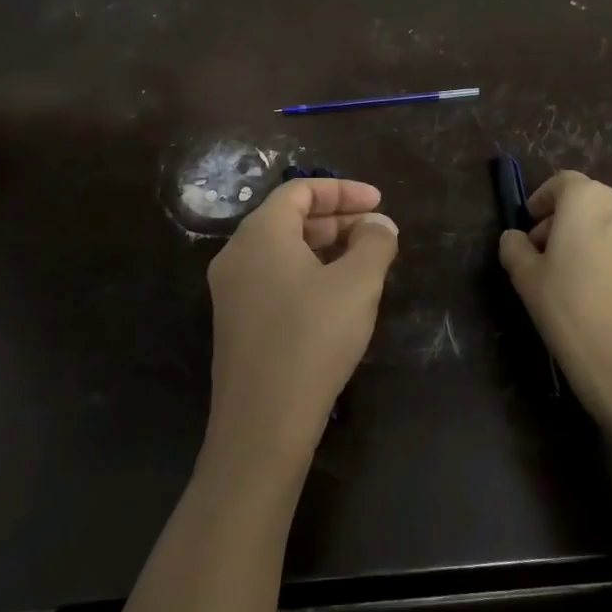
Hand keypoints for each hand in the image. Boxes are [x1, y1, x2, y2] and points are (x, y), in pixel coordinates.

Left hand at [204, 177, 399, 478]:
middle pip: (288, 219)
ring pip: (282, 252)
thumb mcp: (357, 283)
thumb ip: (374, 243)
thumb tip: (378, 225)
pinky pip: (274, 280)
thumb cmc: (313, 337)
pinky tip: (337, 298)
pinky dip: (308, 274)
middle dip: (337, 220)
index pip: (299, 190)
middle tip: (376, 234)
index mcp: (260, 233)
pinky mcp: (237, 324)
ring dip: (324, 249)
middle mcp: (237, 255)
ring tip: (364, 263)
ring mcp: (232, 291)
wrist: (264, 420)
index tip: (379, 202)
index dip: (343, 190)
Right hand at [498, 170, 611, 425]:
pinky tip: (594, 290)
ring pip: (608, 224)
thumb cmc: (570, 308)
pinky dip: (607, 255)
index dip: (541, 202)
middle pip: (586, 201)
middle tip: (541, 255)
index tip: (528, 227)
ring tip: (567, 276)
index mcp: (588, 199)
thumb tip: (516, 238)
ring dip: (586, 238)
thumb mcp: (526, 277)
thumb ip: (515, 247)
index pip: (561, 184)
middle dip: (561, 221)